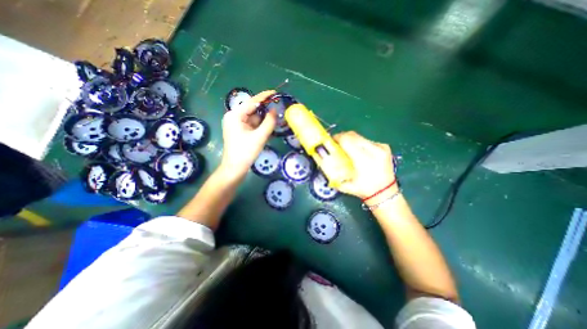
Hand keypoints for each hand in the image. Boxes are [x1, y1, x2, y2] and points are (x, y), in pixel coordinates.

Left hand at [220, 90, 277, 179]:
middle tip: (278, 109)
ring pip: (253, 118)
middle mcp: (234, 117)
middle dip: (265, 110)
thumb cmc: (245, 152)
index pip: (252, 102)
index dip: (264, 96)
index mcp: (235, 115)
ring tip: (275, 121)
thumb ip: (269, 122)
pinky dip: (260, 126)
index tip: (275, 92)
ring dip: (264, 120)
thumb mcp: (260, 136)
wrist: (235, 168)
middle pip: (253, 110)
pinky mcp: (240, 131)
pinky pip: (252, 124)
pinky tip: (267, 129)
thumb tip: (274, 110)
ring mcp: (236, 124)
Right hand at [332, 131, 396, 199]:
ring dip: (350, 140)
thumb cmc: (364, 190)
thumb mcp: (345, 185)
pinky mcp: (384, 147)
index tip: (331, 141)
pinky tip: (357, 151)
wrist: (385, 193)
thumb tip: (323, 162)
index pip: (347, 141)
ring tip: (346, 147)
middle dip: (342, 137)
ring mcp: (381, 147)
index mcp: (364, 160)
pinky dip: (359, 143)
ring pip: (360, 137)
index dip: (337, 138)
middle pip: (353, 135)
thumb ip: (334, 173)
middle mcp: (374, 150)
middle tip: (336, 143)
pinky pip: (367, 141)